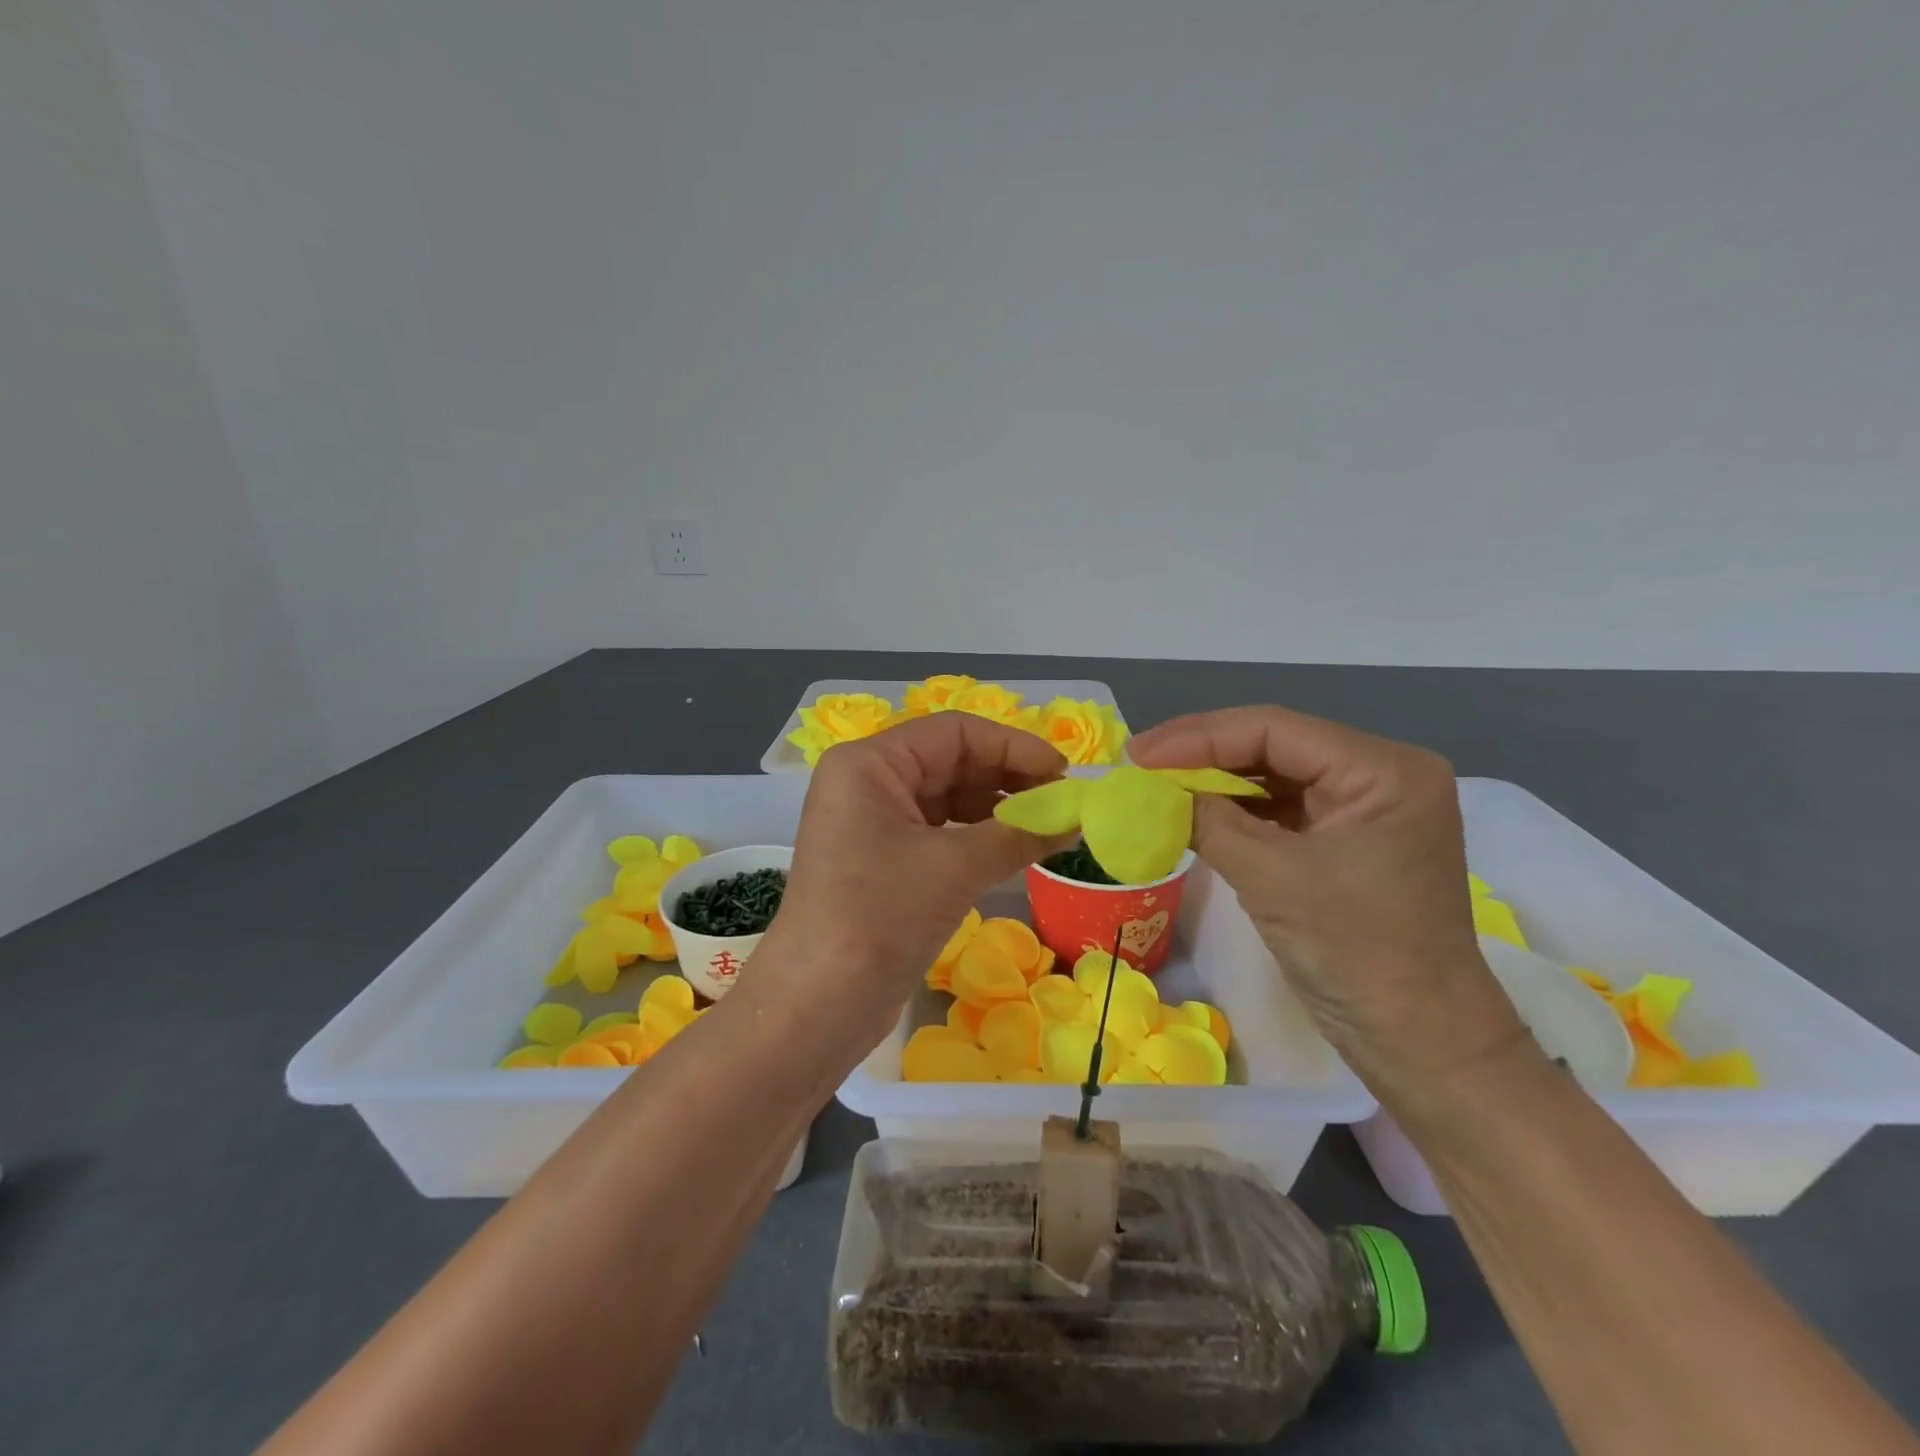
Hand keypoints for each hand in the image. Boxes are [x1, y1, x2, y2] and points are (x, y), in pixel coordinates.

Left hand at [745, 713, 1070, 1049]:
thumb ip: (1020, 834)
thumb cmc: (880, 916)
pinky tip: (1017, 850)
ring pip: (948, 799)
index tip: (1064, 772)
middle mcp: (868, 783)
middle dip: (1010, 778)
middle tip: (1064, 803)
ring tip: (1049, 827)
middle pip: (952, 761)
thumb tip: (1076, 817)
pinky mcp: (883, 861)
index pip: (954, 732)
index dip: (1013, 746)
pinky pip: (940, 833)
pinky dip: (979, 838)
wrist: (818, 1004)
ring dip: (999, 810)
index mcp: (870, 763)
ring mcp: (873, 823)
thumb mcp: (956, 867)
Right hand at [1128, 706, 1526, 1098]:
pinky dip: (1235, 811)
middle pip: (1274, 746)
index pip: (1275, 729)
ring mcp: (1365, 809)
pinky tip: (1193, 812)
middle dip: (1203, 755)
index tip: (1137, 754)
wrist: (1420, 1044)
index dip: (1198, 737)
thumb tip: (1148, 790)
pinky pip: (1282, 810)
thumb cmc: (1355, 954)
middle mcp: (1380, 776)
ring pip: (1274, 776)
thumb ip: (1207, 821)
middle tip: (1139, 766)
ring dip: (1215, 782)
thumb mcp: (1272, 878)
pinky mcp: (1347, 840)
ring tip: (1156, 785)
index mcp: (1384, 770)